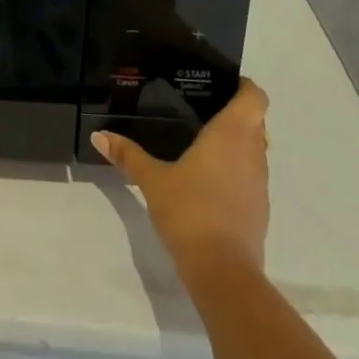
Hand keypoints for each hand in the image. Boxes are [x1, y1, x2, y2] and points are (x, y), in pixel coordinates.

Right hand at [92, 80, 271, 277]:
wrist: (223, 274)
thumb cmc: (190, 212)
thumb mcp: (153, 180)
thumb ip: (128, 155)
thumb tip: (98, 135)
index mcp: (232, 134)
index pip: (255, 97)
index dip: (243, 85)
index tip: (221, 83)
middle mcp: (253, 153)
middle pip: (256, 121)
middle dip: (235, 112)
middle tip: (202, 108)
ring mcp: (260, 184)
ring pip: (256, 149)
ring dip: (238, 142)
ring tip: (203, 141)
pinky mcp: (260, 211)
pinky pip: (252, 176)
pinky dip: (237, 170)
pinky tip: (210, 179)